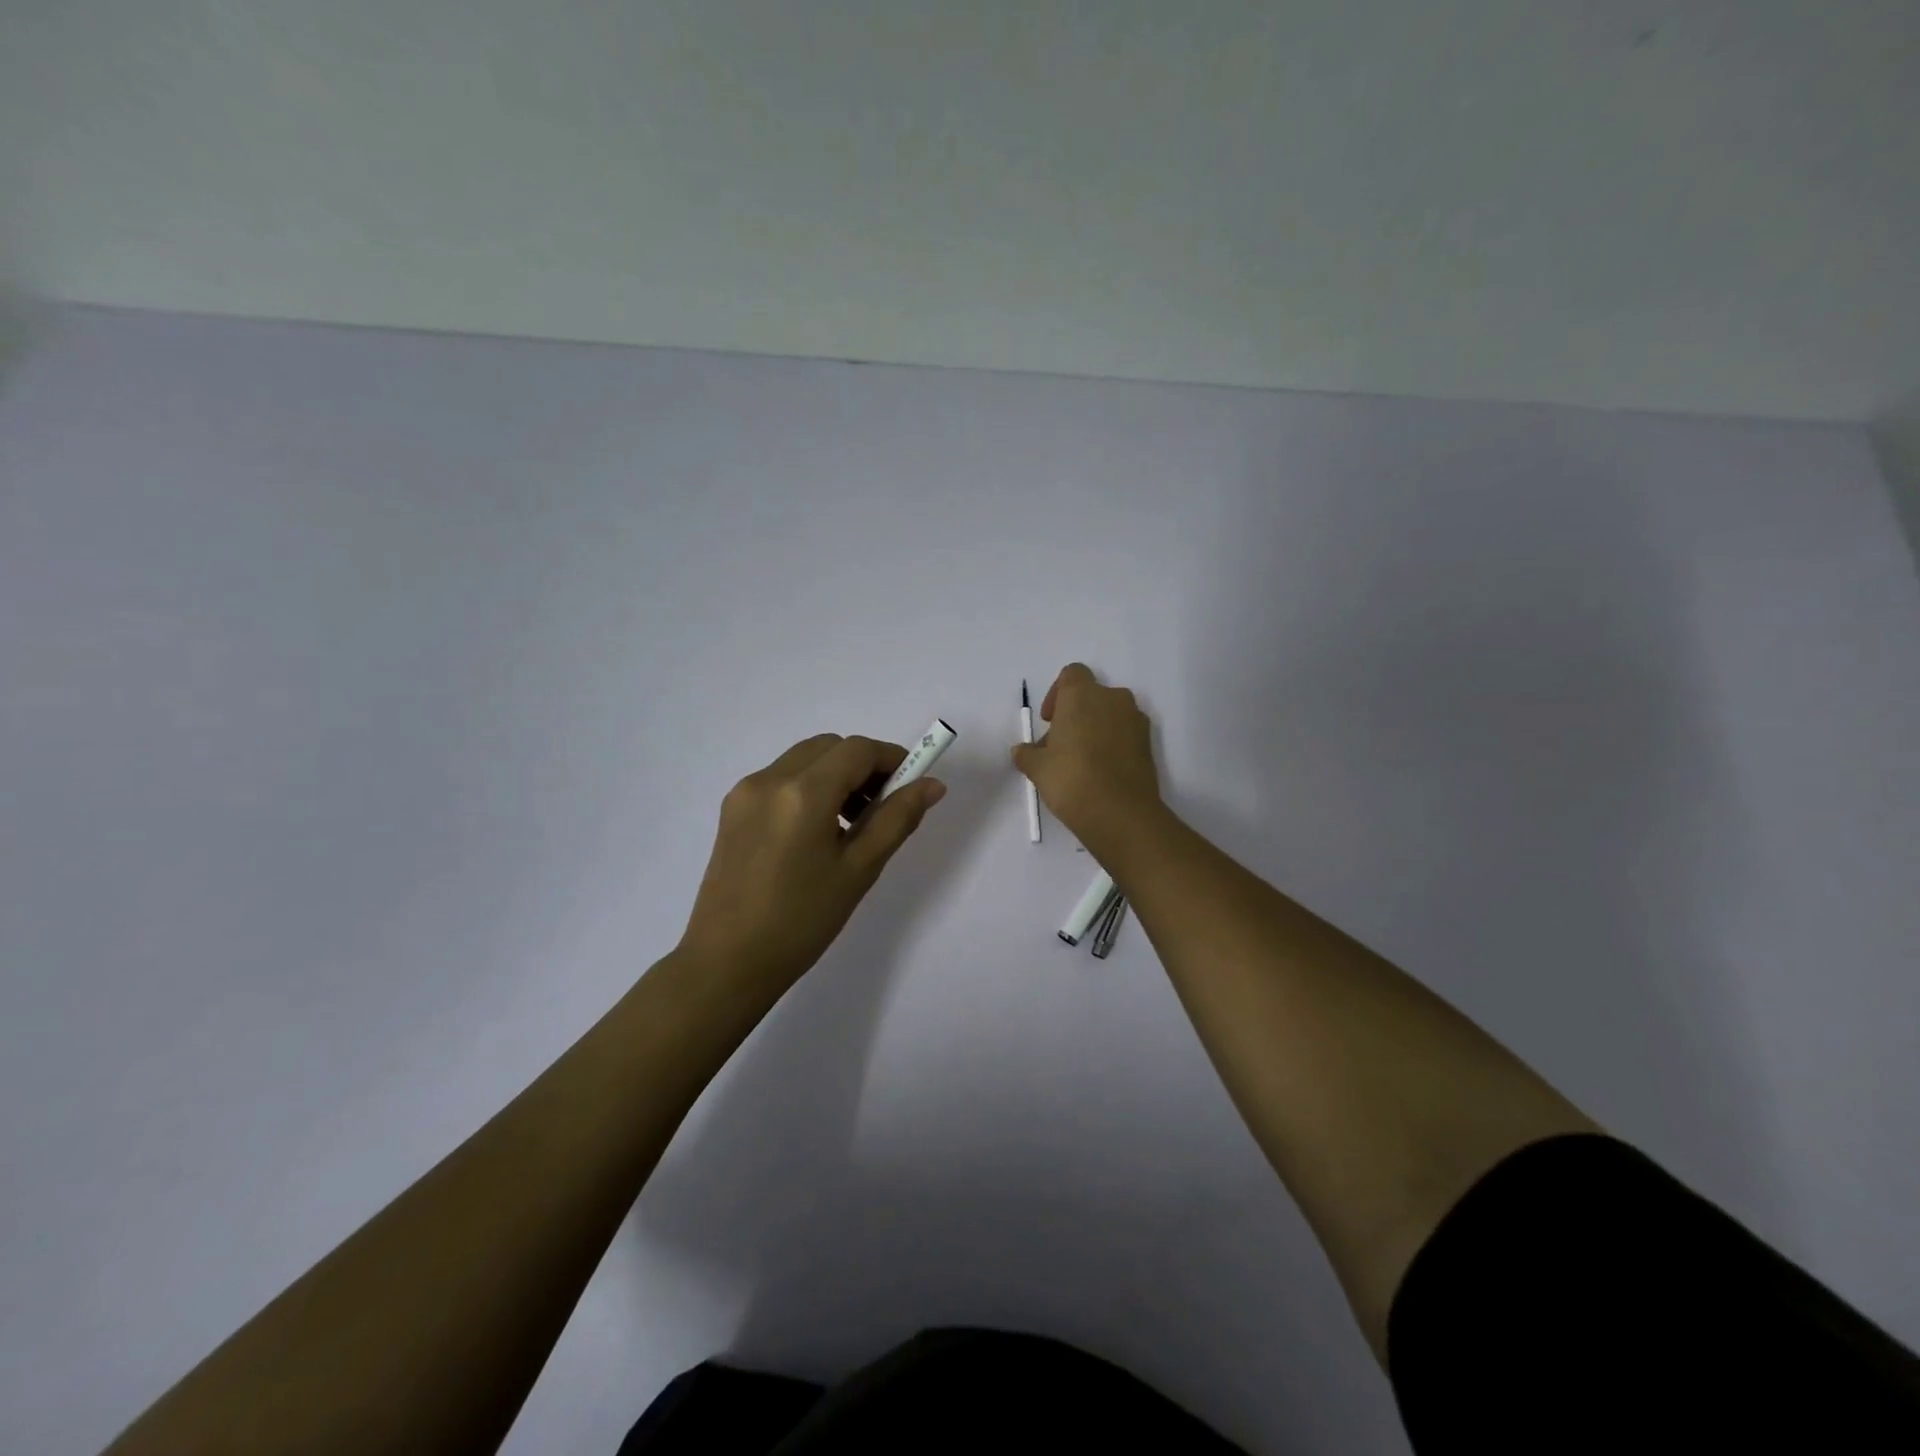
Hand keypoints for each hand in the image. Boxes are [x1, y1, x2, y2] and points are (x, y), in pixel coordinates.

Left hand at [679, 734, 945, 994]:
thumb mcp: (859, 870)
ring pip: (804, 760)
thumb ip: (897, 819)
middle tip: (882, 807)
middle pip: (829, 747)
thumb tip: (932, 785)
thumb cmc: (802, 921)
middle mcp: (769, 780)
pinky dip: (808, 788)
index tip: (911, 785)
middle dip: (863, 766)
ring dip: (835, 775)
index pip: (857, 750)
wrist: (727, 963)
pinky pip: (780, 780)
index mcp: (803, 794)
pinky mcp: (732, 810)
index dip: (891, 759)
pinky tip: (816, 833)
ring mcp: (745, 793)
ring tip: (850, 824)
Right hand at [1012, 663, 1163, 857]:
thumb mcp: (1038, 768)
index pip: (1071, 674)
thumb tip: (1022, 750)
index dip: (1057, 694)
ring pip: (1110, 714)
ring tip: (1081, 761)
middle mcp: (1113, 698)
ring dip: (1095, 728)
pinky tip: (1100, 771)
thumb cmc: (1071, 780)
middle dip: (1075, 714)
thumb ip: (1027, 754)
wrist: (1121, 813)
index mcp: (1083, 694)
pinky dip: (1113, 744)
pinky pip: (1125, 733)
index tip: (1049, 720)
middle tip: (1060, 745)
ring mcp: (1135, 720)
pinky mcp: (1149, 743)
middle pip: (1091, 695)